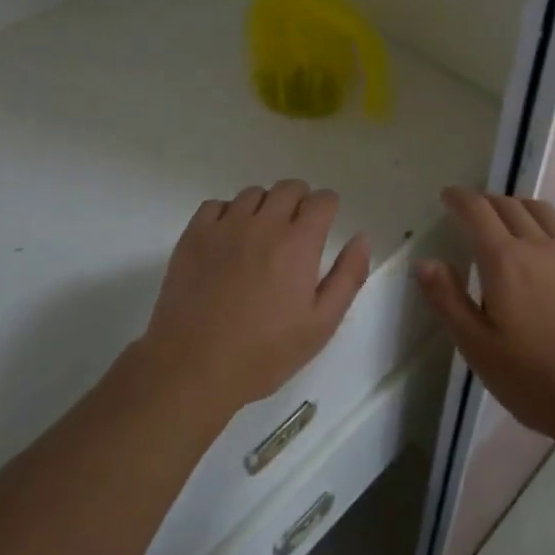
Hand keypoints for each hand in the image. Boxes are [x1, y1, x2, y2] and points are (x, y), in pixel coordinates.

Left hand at [140, 180, 369, 416]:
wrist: (193, 366)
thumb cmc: (263, 352)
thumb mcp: (320, 325)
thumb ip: (347, 277)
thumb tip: (361, 238)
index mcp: (298, 243)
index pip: (322, 200)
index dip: (328, 208)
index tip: (324, 225)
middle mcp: (263, 223)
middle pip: (289, 188)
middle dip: (300, 201)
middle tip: (296, 231)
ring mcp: (224, 226)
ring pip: (253, 194)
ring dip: (265, 206)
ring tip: (261, 237)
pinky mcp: (193, 235)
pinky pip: (216, 205)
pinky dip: (227, 214)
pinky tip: (228, 240)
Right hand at [417, 187, 554, 443]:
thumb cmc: (537, 380)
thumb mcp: (478, 348)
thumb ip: (448, 301)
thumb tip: (424, 262)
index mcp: (504, 261)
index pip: (477, 211)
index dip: (459, 198)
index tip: (448, 196)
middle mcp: (540, 244)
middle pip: (509, 204)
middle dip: (486, 201)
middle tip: (473, 212)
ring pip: (542, 211)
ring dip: (518, 207)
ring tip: (510, 222)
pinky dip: (549, 228)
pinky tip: (550, 251)